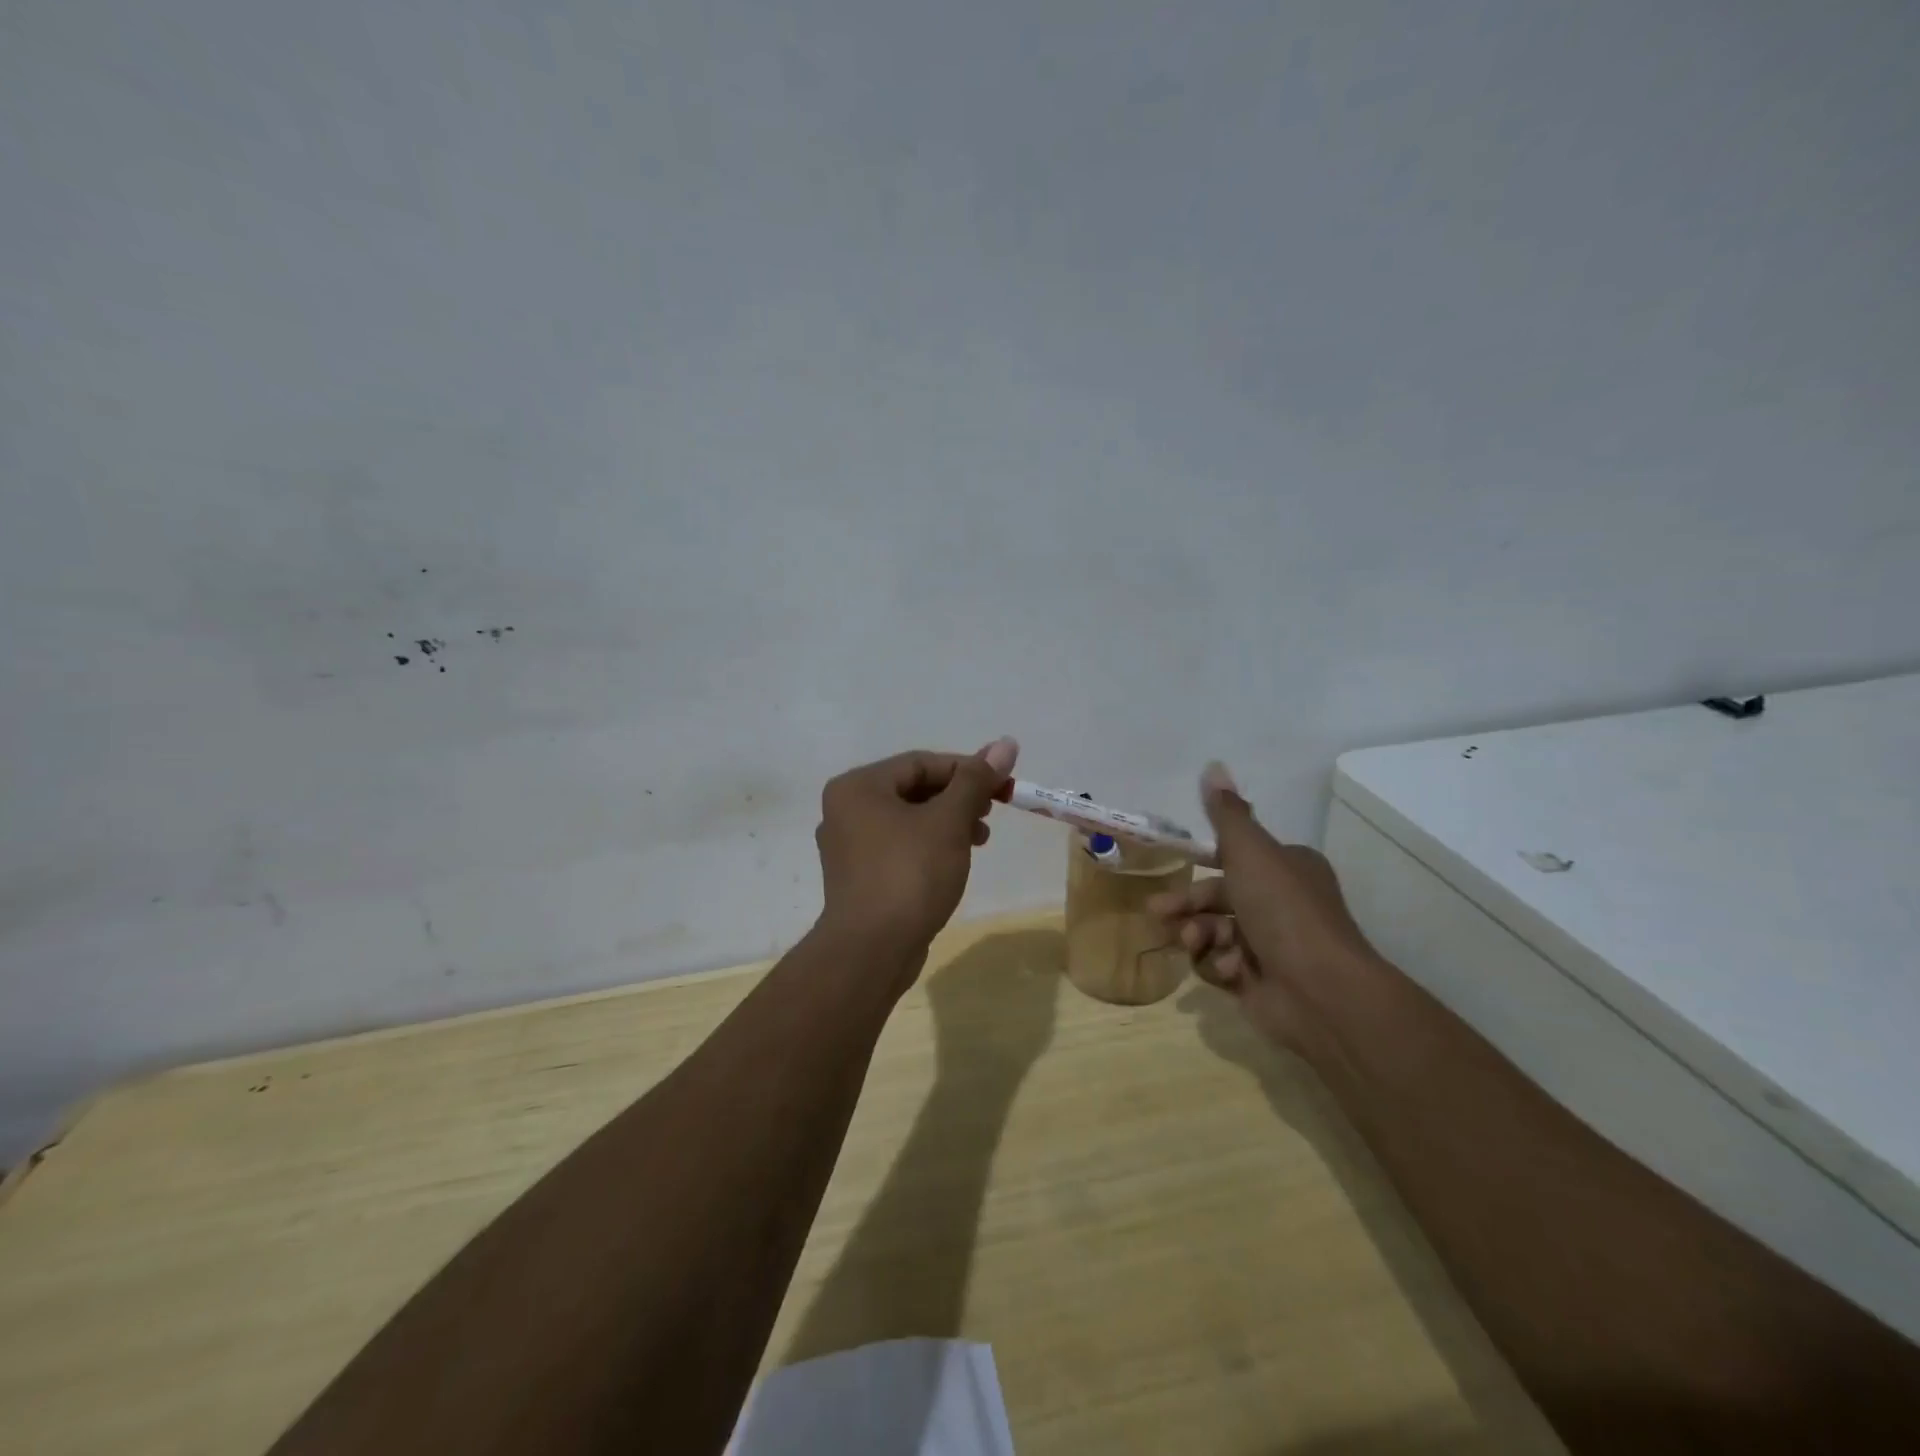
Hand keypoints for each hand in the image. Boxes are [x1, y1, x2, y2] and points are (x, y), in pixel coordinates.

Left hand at [814, 737, 1019, 967]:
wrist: (871, 951)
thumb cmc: (909, 875)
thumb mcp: (948, 821)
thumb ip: (975, 780)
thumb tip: (1006, 743)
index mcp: (859, 787)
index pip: (921, 762)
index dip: (966, 769)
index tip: (1001, 786)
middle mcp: (846, 810)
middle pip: (913, 789)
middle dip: (958, 798)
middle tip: (992, 811)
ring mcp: (849, 846)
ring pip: (908, 819)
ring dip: (947, 822)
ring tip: (980, 839)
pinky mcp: (859, 876)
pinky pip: (899, 846)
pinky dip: (929, 845)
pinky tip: (954, 861)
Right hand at [1149, 762, 1377, 1053]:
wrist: (1320, 990)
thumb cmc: (1283, 910)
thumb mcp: (1250, 851)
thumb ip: (1226, 814)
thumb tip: (1213, 765)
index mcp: (1287, 868)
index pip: (1237, 859)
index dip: (1204, 862)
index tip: (1176, 865)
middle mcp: (1280, 904)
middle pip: (1218, 897)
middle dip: (1187, 904)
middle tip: (1159, 912)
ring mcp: (1269, 946)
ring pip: (1214, 931)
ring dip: (1199, 935)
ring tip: (1194, 943)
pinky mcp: (1257, 982)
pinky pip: (1221, 965)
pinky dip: (1219, 966)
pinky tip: (1229, 970)